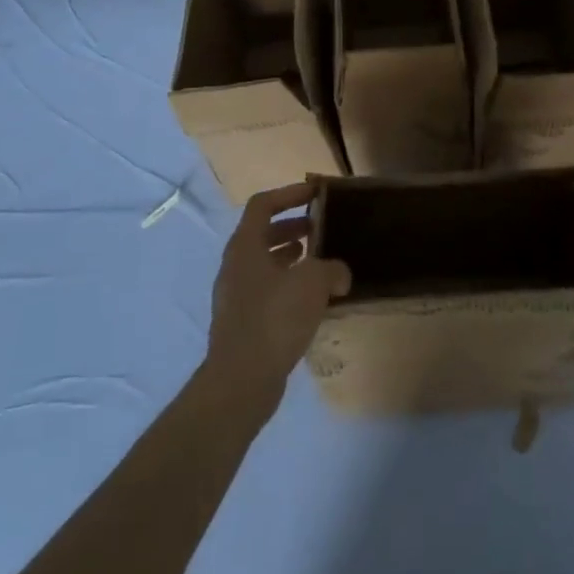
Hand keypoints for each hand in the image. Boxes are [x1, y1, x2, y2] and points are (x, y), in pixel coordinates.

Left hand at [205, 182, 350, 413]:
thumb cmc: (275, 318)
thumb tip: (339, 274)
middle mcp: (235, 266)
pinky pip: (267, 290)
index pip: (263, 205)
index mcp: (244, 246)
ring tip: (320, 262)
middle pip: (262, 233)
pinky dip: (288, 284)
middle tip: (321, 228)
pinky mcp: (242, 322)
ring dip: (291, 257)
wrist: (241, 380)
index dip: (290, 193)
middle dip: (292, 226)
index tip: (316, 194)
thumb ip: (331, 269)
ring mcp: (235, 295)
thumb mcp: (313, 283)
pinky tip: (313, 299)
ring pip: (264, 264)